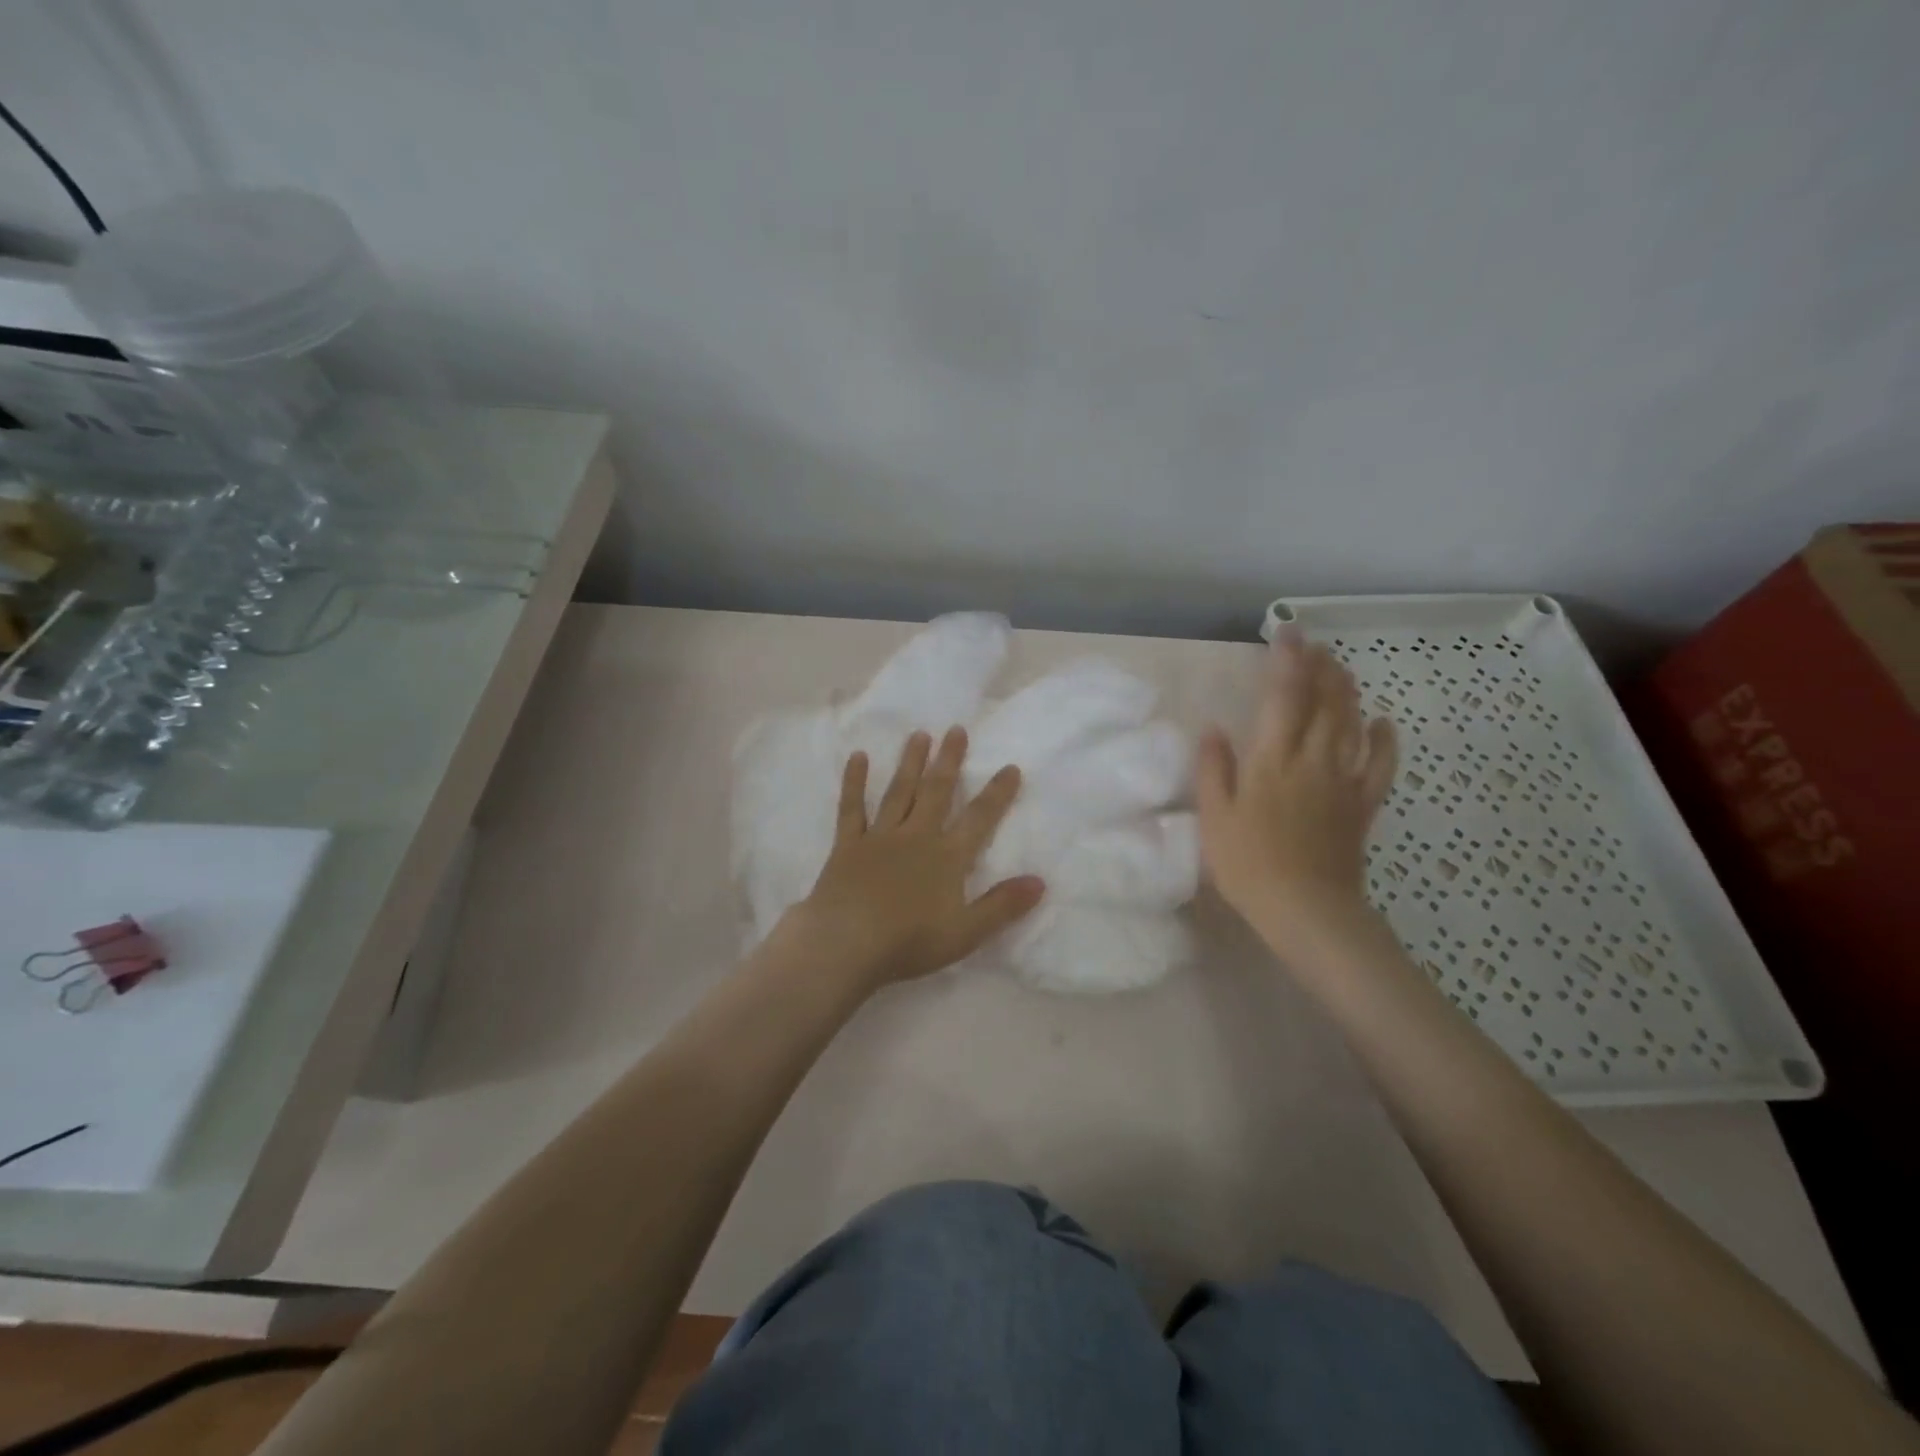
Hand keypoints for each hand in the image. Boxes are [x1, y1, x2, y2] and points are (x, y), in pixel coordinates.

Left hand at [784, 727, 1045, 991]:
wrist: (846, 944)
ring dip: (910, 762)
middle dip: (949, 760)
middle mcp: (916, 836)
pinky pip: (852, 808)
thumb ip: (1002, 906)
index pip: (979, 818)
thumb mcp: (966, 932)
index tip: (1010, 767)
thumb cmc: (909, 942)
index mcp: (947, 857)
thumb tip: (1040, 882)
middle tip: (956, 730)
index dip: (997, 793)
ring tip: (919, 735)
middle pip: (937, 792)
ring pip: (899, 792)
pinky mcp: (848, 845)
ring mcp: (880, 837)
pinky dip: (855, 782)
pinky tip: (858, 757)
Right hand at [1196, 627, 1398, 957]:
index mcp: (1272, 760)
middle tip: (1315, 645)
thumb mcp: (1214, 817)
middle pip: (1323, 702)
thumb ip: (1214, 769)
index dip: (1286, 660)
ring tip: (1340, 668)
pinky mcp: (1362, 804)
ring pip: (1351, 723)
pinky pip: (1380, 765)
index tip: (1287, 631)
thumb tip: (1214, 729)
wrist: (1307, 909)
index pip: (1283, 696)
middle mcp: (1312, 759)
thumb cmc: (1249, 864)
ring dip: (1347, 691)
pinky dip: (1384, 740)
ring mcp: (1343, 780)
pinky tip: (1382, 722)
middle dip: (1320, 668)